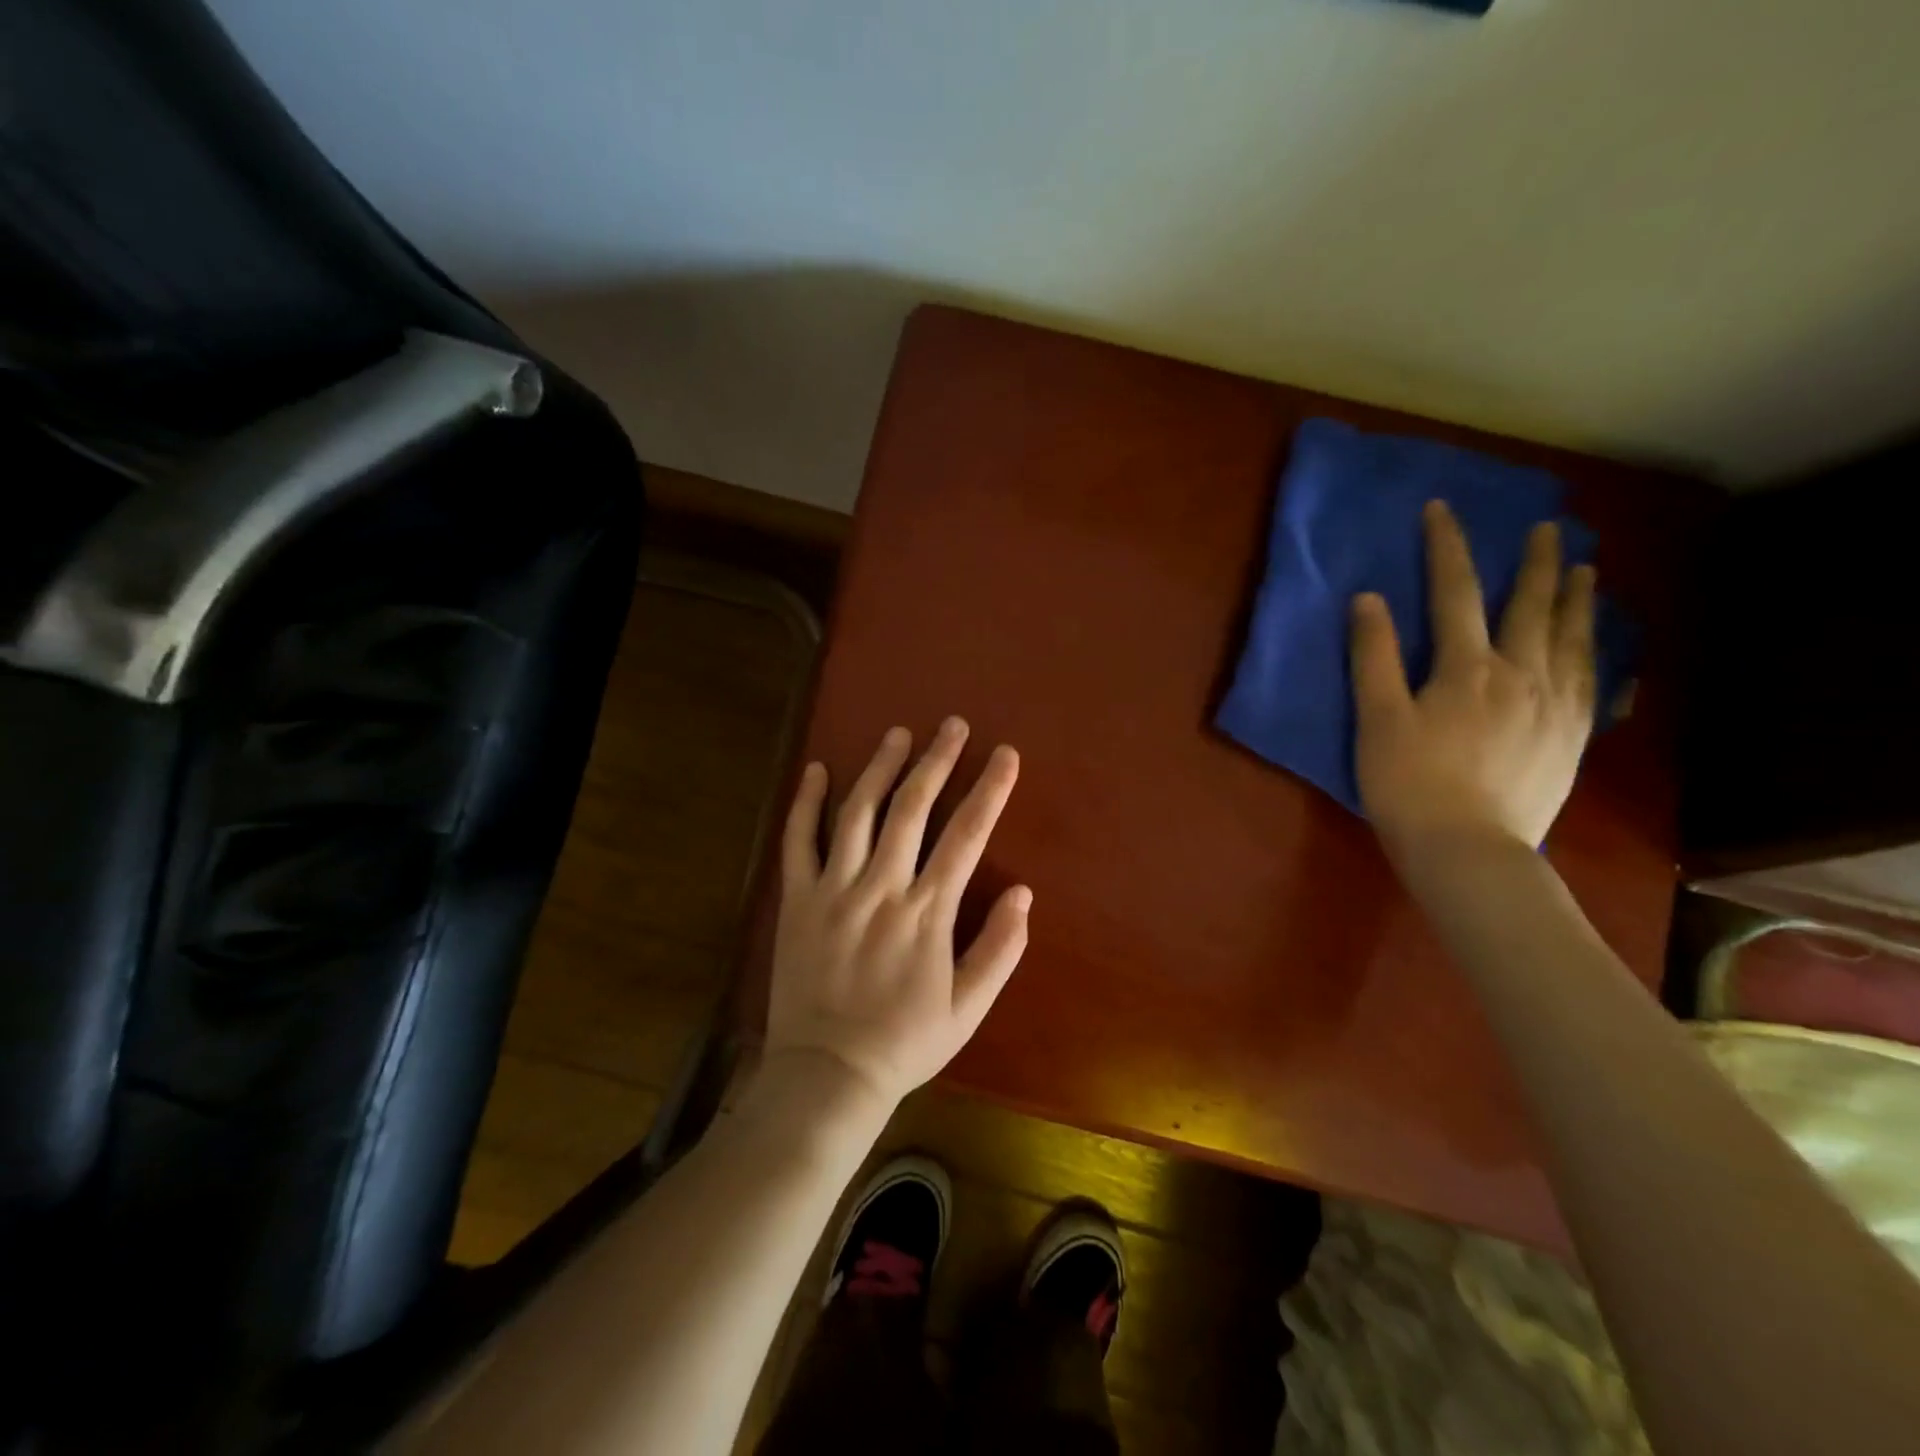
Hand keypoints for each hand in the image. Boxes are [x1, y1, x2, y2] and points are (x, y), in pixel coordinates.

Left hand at [767, 717, 1030, 1108]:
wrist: (826, 1075)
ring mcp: (833, 889)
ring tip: (899, 734)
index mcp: (926, 913)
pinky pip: (798, 841)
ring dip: (880, 768)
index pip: (966, 836)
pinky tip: (817, 769)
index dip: (990, 790)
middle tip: (952, 725)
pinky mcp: (796, 899)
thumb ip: (1000, 949)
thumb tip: (1024, 893)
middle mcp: (880, 888)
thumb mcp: (968, 1009)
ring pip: (857, 813)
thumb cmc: (904, 1043)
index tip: (1006, 755)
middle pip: (912, 809)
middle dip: (937, 761)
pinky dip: (805, 803)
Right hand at [1350, 500, 1596, 860]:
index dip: (1447, 547)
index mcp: (1466, 668)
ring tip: (1588, 570)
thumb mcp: (1377, 719)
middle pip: (1531, 607)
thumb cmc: (1408, 784)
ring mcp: (1553, 707)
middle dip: (1535, 563)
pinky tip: (1601, 646)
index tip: (1441, 509)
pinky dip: (1598, 652)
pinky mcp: (1571, 738)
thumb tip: (1369, 598)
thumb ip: (1374, 656)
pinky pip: (1593, 682)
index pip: (1454, 593)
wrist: (1468, 850)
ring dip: (1578, 599)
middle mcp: (1520, 676)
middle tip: (1548, 527)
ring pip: (1573, 640)